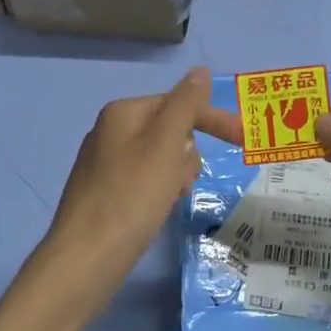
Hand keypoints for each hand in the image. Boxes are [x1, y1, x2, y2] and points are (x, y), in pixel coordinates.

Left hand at [39, 68, 242, 306]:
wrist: (86, 258)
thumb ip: (185, 105)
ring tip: (171, 198)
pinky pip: (144, 181)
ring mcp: (103, 164)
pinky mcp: (103, 194)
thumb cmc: (131, 197)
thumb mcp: (165, 145)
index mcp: (122, 113)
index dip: (213, 120)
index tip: (244, 140)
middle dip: (188, 154)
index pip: (179, 103)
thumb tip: (199, 71)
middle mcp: (108, 132)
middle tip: (185, 182)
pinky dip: (159, 191)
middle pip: (170, 131)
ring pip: (159, 158)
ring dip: (176, 174)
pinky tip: (156, 211)